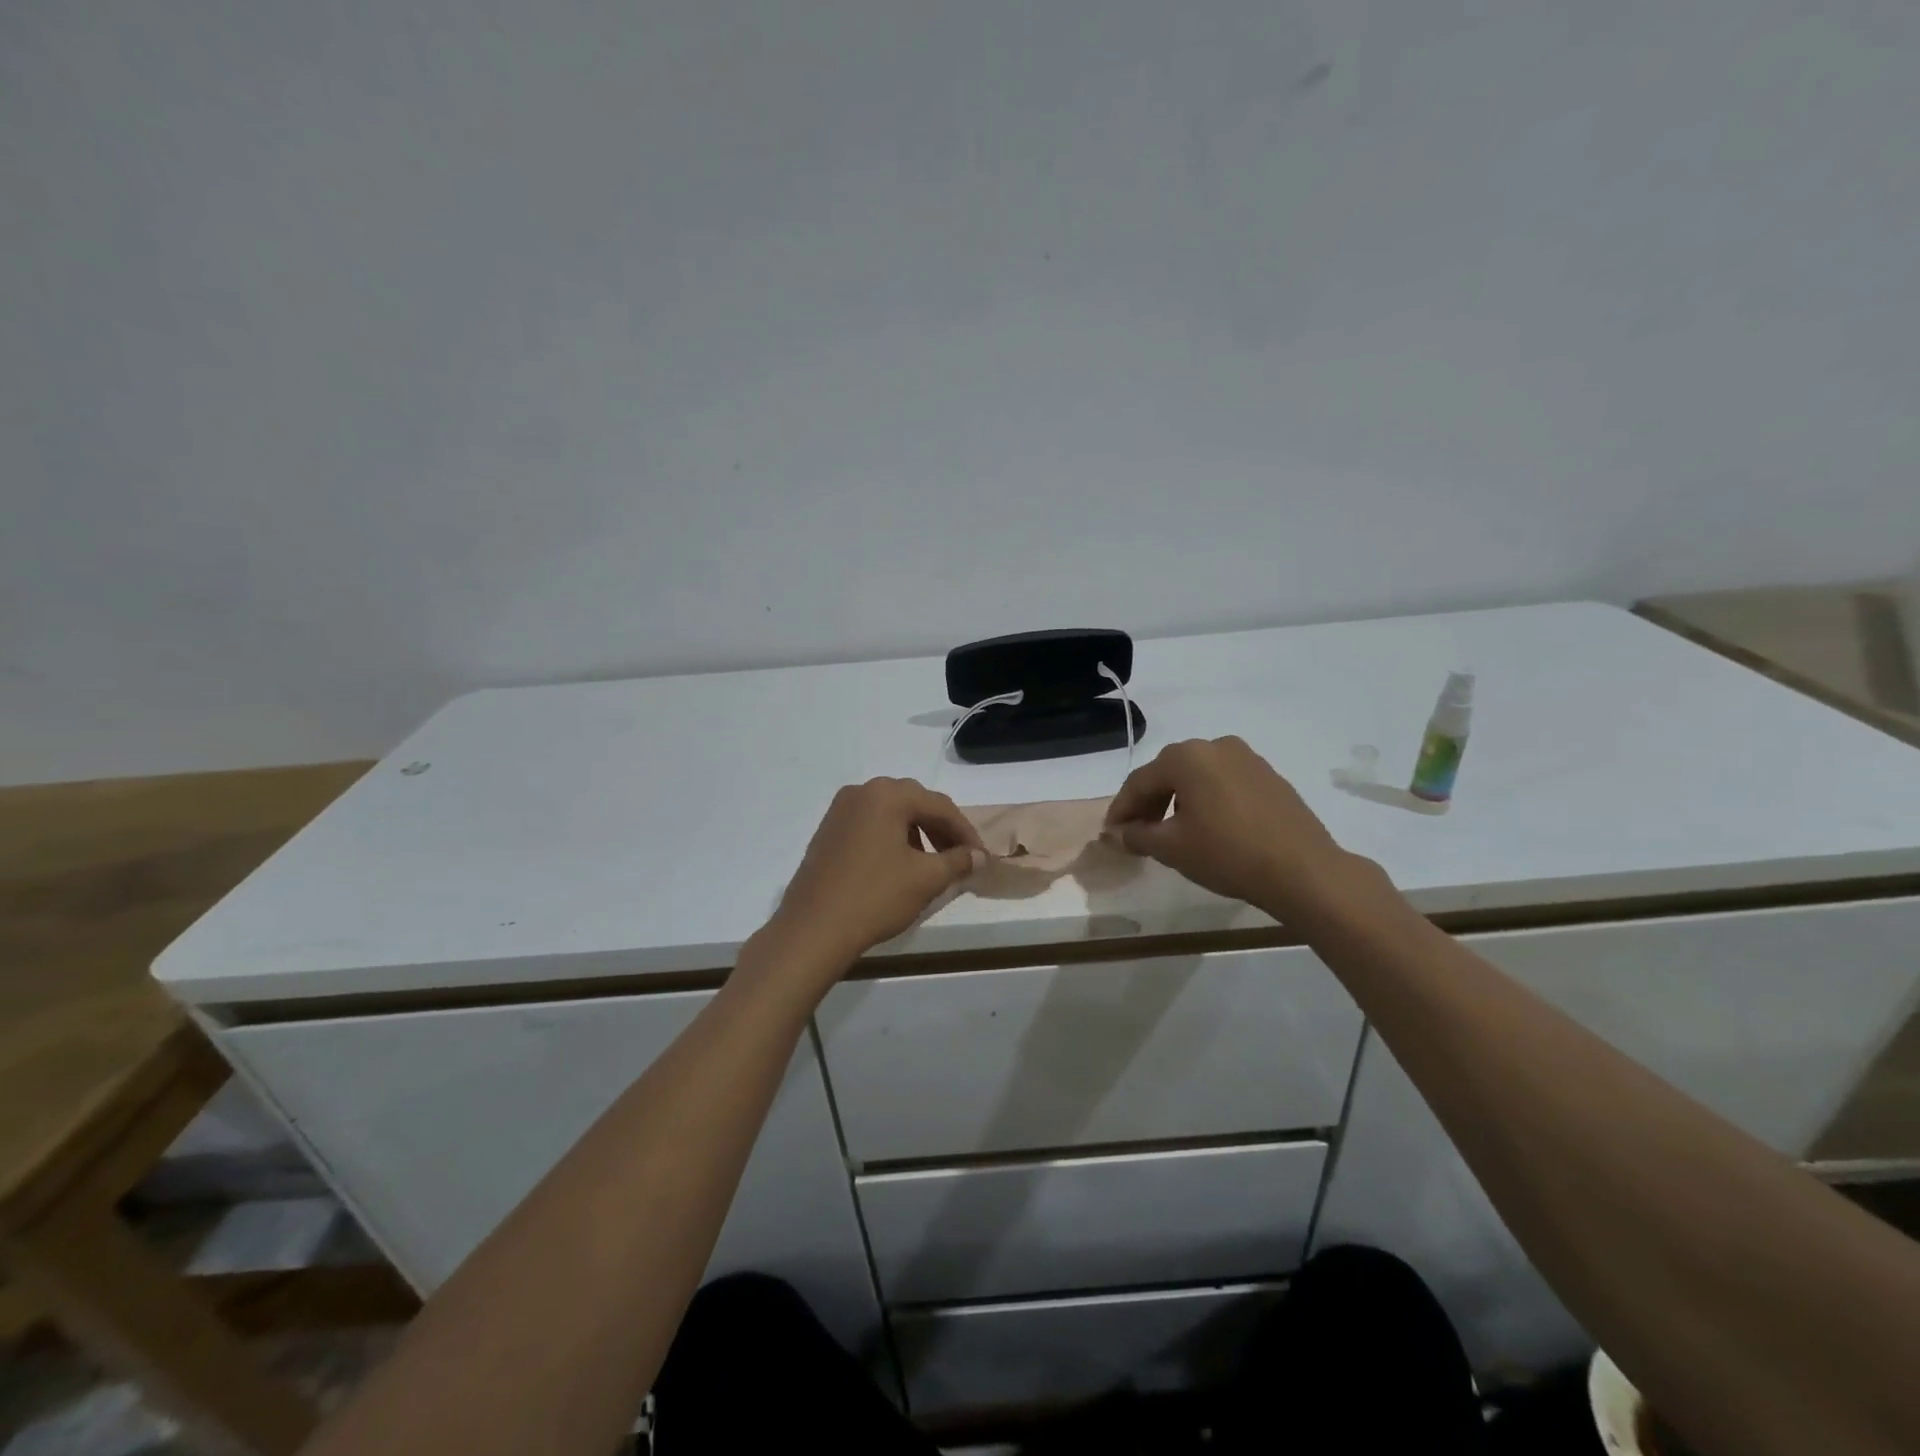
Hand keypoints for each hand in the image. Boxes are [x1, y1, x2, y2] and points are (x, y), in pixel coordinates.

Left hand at [768, 778, 985, 975]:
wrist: (813, 929)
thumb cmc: (875, 897)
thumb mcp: (925, 879)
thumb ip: (958, 861)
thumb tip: (980, 856)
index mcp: (887, 795)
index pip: (939, 806)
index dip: (965, 832)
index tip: (981, 857)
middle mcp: (862, 792)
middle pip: (914, 802)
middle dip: (941, 828)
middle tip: (960, 857)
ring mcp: (840, 810)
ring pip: (891, 813)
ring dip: (916, 832)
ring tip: (931, 863)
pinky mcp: (828, 831)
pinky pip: (870, 825)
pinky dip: (891, 838)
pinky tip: (899, 865)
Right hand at [1103, 737, 1360, 918]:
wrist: (1303, 870)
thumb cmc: (1227, 854)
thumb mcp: (1172, 848)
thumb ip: (1137, 835)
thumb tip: (1119, 832)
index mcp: (1186, 757)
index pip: (1140, 781)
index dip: (1122, 808)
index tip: (1112, 832)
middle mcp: (1215, 746)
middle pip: (1169, 773)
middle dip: (1149, 802)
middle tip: (1138, 832)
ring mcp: (1247, 758)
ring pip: (1198, 776)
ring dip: (1178, 799)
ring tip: (1172, 831)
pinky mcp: (1269, 775)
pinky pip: (1224, 782)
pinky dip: (1207, 799)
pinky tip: (1208, 826)